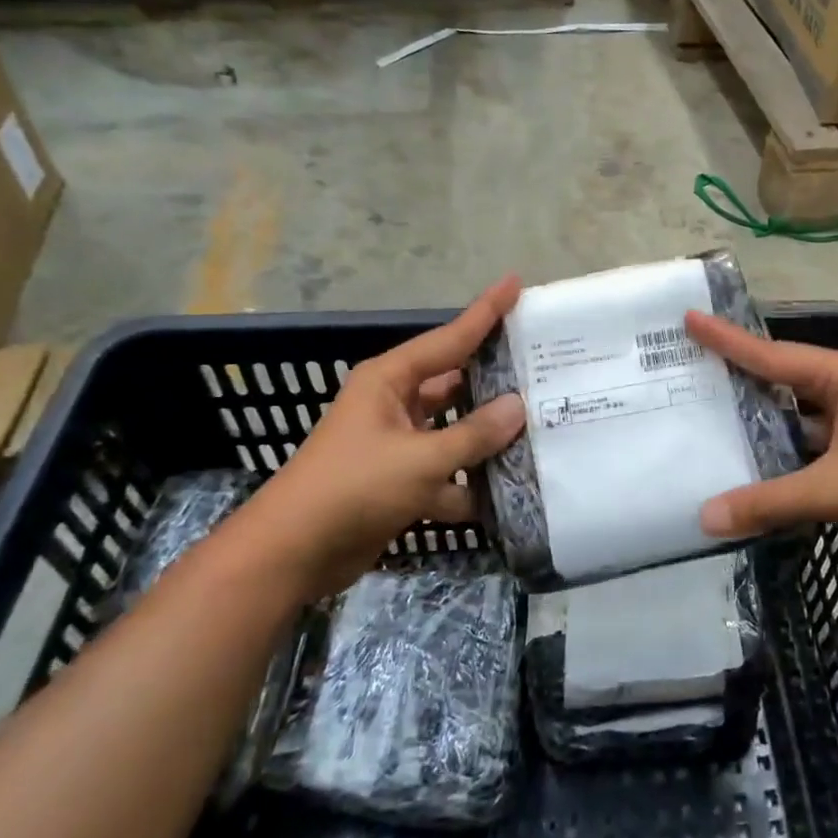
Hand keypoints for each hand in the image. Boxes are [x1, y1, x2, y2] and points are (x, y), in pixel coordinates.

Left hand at [245, 277, 526, 597]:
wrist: (292, 554)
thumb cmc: (353, 488)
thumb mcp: (420, 459)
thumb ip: (473, 434)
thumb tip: (517, 407)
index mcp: (390, 380)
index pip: (450, 338)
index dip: (485, 311)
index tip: (516, 282)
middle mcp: (394, 404)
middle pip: (455, 383)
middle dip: (496, 381)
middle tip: (545, 369)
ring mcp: (397, 444)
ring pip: (454, 431)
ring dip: (487, 438)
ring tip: (542, 429)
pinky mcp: (400, 481)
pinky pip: (445, 471)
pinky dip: (470, 482)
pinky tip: (511, 490)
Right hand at [687, 311, 837, 563]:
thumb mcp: (832, 489)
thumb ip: (768, 502)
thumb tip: (706, 518)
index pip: (769, 353)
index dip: (725, 339)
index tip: (689, 318)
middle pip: (780, 377)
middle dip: (738, 376)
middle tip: (689, 371)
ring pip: (796, 413)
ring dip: (761, 420)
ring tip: (710, 420)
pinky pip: (811, 442)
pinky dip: (784, 451)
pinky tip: (755, 465)